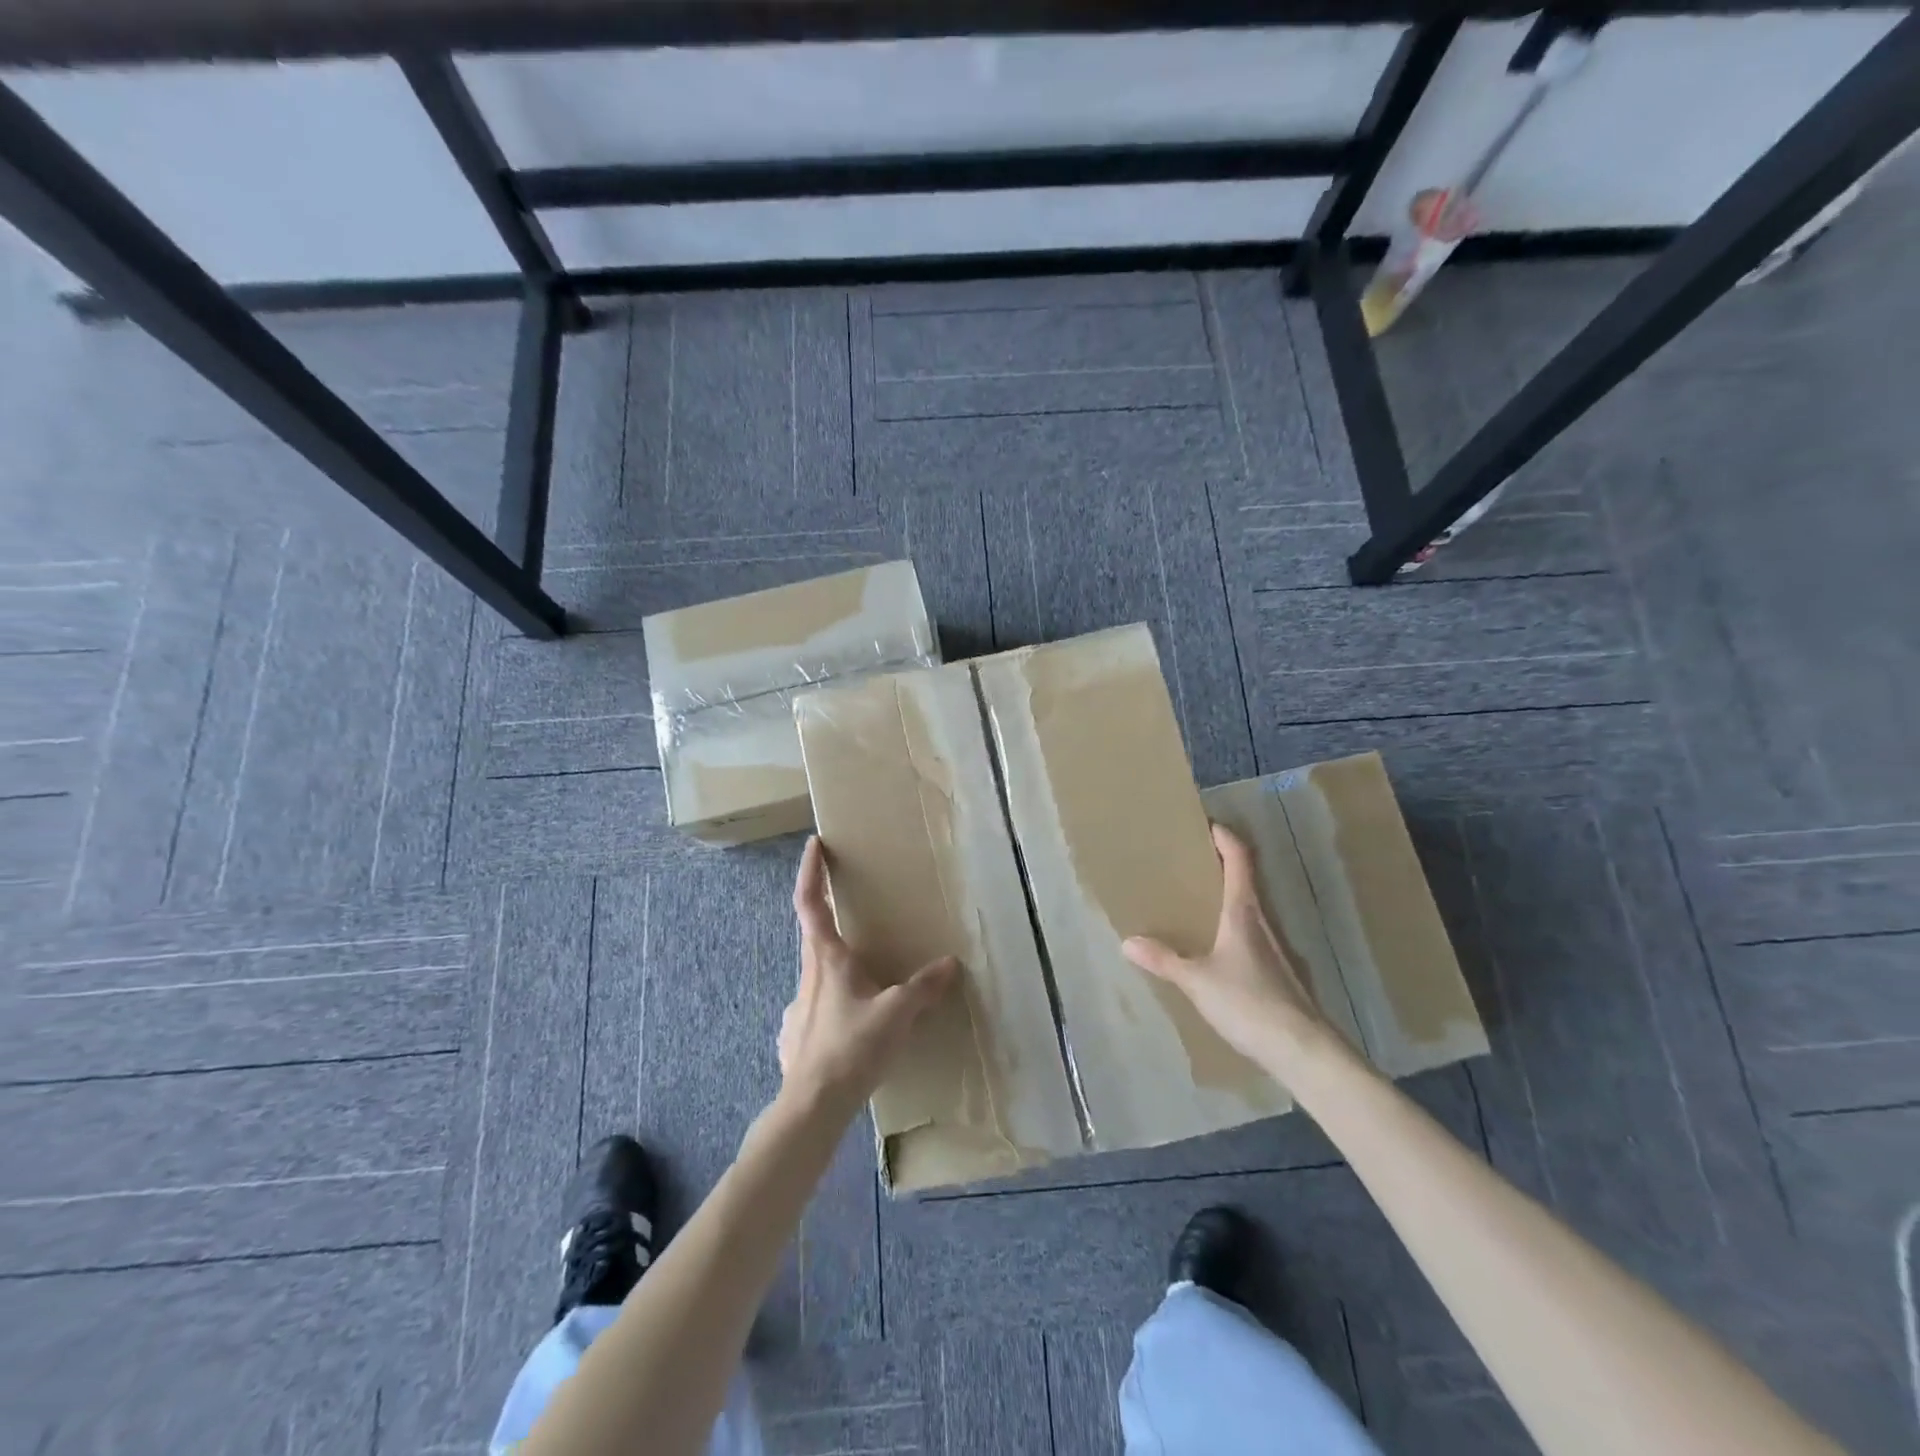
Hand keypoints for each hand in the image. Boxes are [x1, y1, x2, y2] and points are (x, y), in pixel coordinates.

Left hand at [779, 836, 958, 1117]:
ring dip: (836, 968)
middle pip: (814, 935)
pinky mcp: (795, 1036)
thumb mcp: (898, 1013)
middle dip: (828, 916)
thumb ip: (924, 987)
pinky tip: (851, 1027)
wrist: (812, 1106)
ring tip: (865, 982)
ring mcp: (797, 1007)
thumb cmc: (853, 1047)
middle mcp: (807, 975)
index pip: (810, 902)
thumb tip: (950, 964)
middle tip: (850, 910)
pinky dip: (834, 1007)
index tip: (813, 845)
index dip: (810, 871)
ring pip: (817, 975)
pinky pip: (817, 1010)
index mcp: (827, 959)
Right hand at [1122, 824, 1336, 1080]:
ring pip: (1252, 910)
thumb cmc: (1249, 1003)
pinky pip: (1254, 937)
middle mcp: (1264, 922)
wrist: (1303, 1050)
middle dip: (1223, 866)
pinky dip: (1236, 929)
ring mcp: (1277, 949)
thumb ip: (1164, 960)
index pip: (1240, 860)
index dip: (1226, 838)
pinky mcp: (1282, 973)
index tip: (1208, 824)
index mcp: (1244, 912)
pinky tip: (1220, 951)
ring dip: (1230, 898)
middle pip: (1247, 881)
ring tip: (1200, 903)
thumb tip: (1127, 941)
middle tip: (1193, 863)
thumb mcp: (1197, 981)